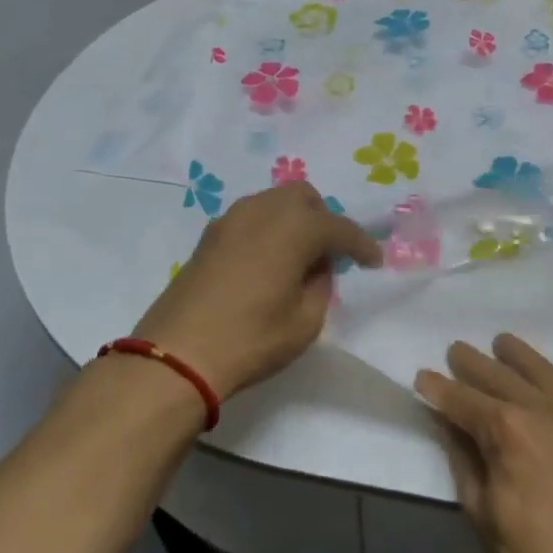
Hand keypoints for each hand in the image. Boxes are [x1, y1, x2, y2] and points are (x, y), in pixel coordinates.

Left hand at [132, 182, 380, 398]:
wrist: (177, 354)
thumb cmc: (251, 339)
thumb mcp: (306, 321)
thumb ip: (320, 285)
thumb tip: (316, 267)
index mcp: (294, 228)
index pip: (339, 228)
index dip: (362, 245)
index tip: (374, 262)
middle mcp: (263, 211)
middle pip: (304, 198)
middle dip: (325, 220)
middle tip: (332, 255)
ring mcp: (231, 219)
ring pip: (274, 202)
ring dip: (295, 221)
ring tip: (300, 257)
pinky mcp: (209, 236)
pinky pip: (252, 217)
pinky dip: (269, 229)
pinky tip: (270, 260)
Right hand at [416, 334, 552, 552]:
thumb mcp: (481, 510)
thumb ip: (463, 458)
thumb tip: (448, 423)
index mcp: (505, 430)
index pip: (462, 400)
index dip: (438, 389)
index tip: (421, 377)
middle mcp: (540, 409)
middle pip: (499, 377)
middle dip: (472, 363)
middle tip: (455, 350)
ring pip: (542, 371)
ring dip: (519, 354)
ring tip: (502, 342)